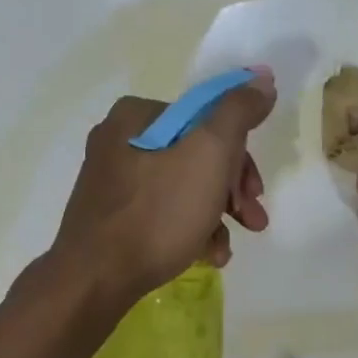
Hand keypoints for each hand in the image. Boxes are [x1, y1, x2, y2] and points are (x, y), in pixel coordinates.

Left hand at [51, 72, 276, 302]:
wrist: (96, 278)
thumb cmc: (158, 213)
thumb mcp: (209, 154)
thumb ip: (238, 112)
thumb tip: (262, 78)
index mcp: (139, 115)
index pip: (208, 121)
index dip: (240, 157)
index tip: (255, 193)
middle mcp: (121, 140)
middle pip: (197, 156)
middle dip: (231, 192)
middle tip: (252, 221)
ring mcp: (113, 181)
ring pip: (183, 189)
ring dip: (215, 217)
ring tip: (226, 250)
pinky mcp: (112, 216)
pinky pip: (162, 213)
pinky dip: (189, 231)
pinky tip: (204, 256)